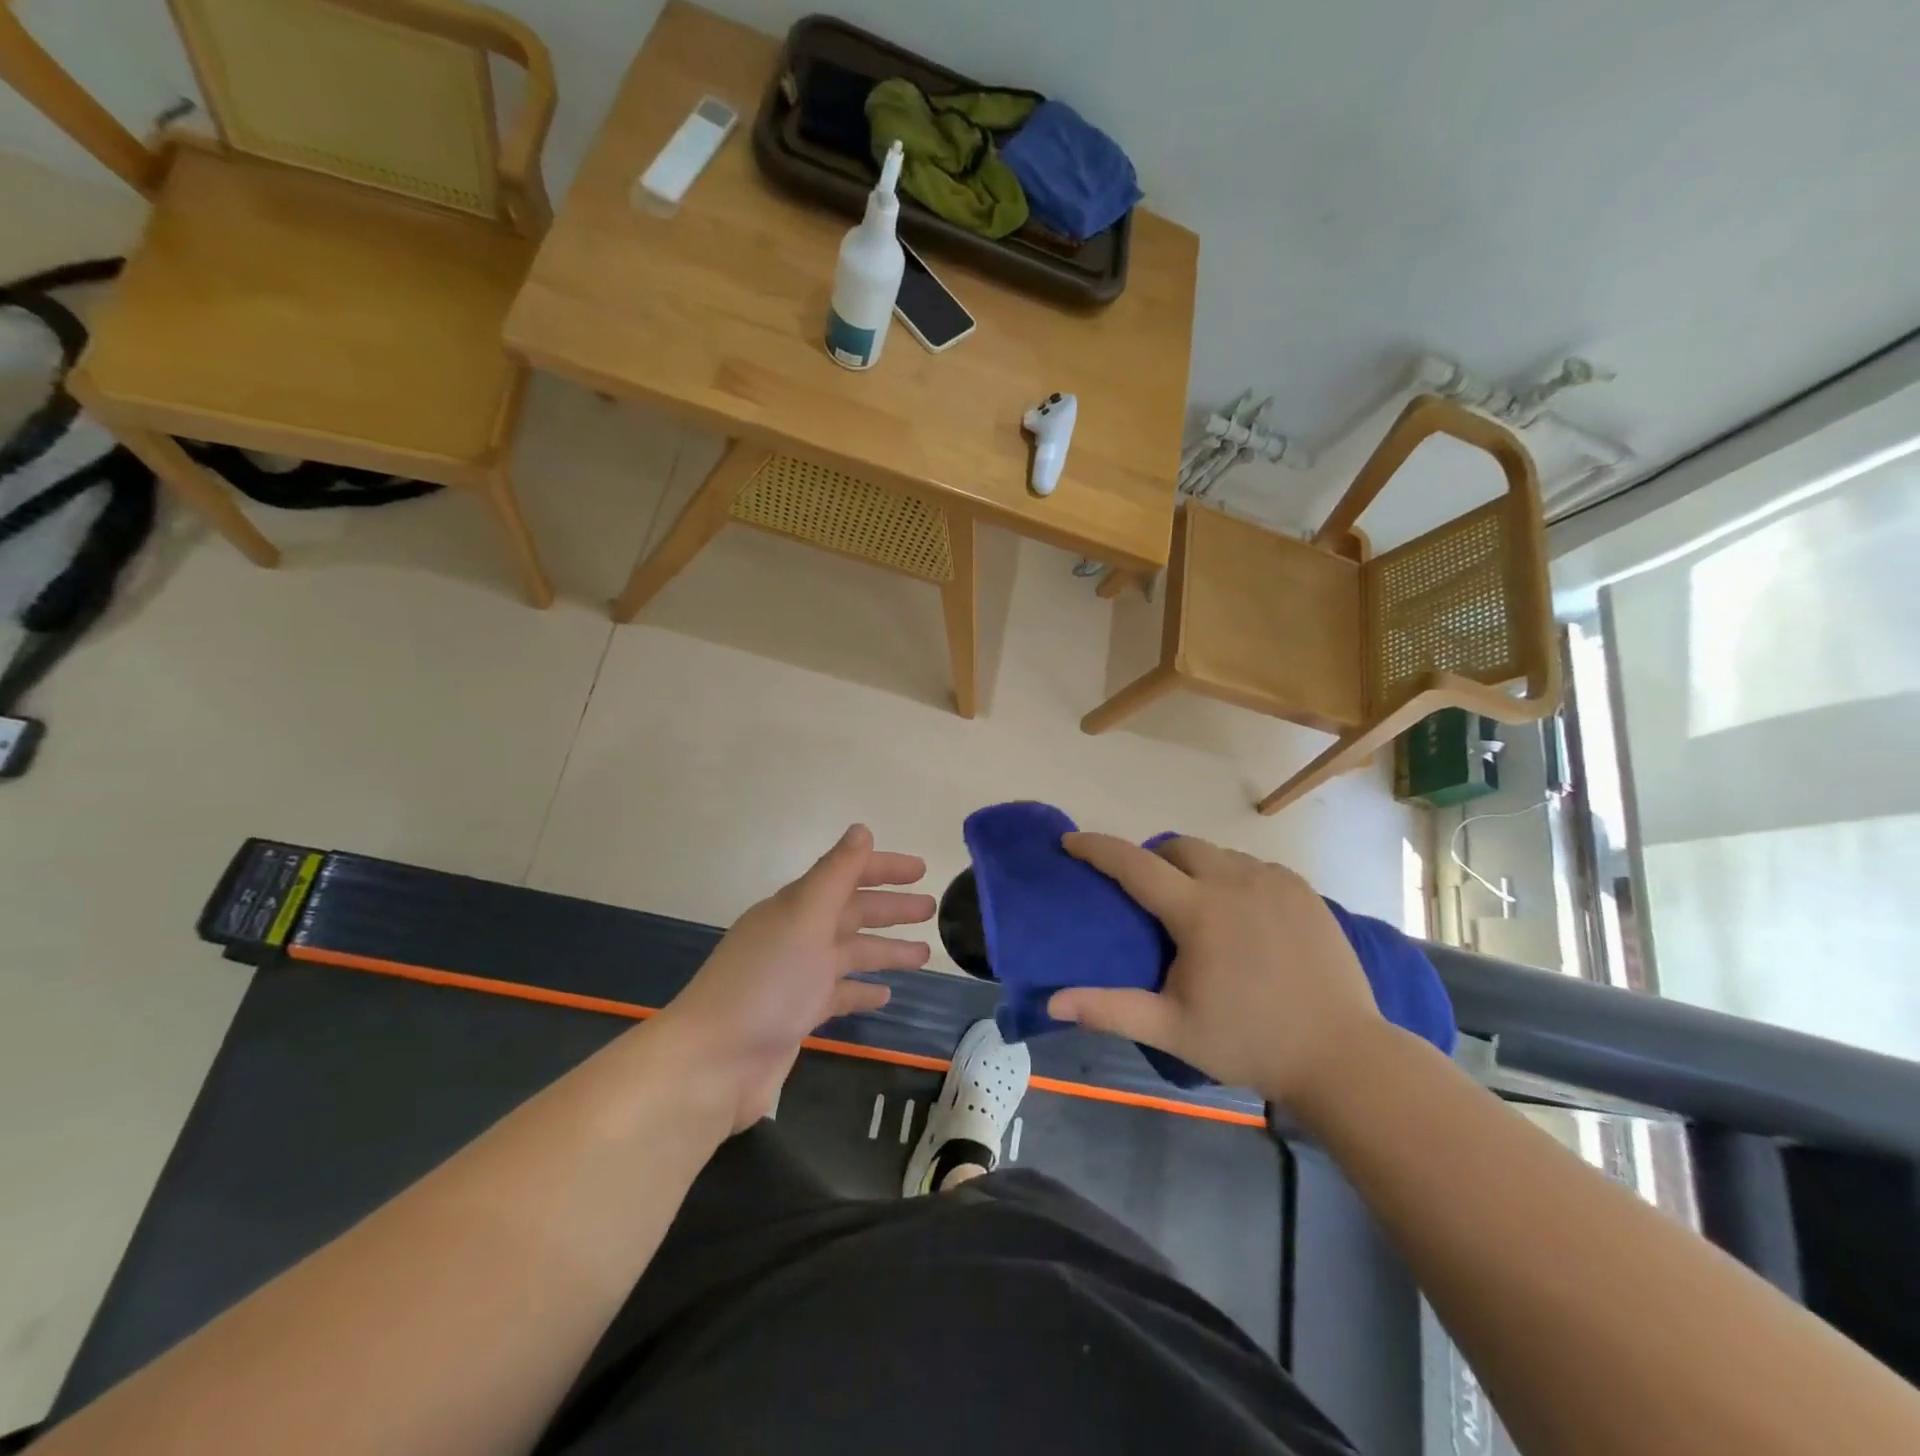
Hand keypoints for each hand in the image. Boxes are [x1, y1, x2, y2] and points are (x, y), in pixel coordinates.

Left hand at [657, 824, 933, 1131]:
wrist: (714, 1062)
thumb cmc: (766, 982)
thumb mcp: (805, 918)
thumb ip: (836, 874)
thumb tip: (861, 829)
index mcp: (797, 907)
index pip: (846, 875)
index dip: (883, 868)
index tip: (922, 869)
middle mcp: (796, 936)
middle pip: (852, 914)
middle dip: (891, 909)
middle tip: (932, 909)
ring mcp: (796, 977)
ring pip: (850, 954)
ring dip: (886, 950)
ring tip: (925, 955)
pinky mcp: (797, 1015)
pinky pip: (838, 994)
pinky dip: (862, 991)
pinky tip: (886, 995)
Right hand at [1047, 833, 1383, 1111]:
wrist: (1344, 1056)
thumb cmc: (1250, 1042)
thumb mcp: (1172, 1029)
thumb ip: (1110, 1010)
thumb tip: (1052, 1003)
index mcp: (1199, 910)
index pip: (1134, 864)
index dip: (1097, 848)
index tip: (1071, 841)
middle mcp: (1236, 881)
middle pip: (1179, 846)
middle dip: (1153, 858)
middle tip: (1147, 892)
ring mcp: (1275, 882)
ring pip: (1219, 853)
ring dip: (1195, 867)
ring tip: (1195, 904)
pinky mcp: (1304, 892)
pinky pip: (1255, 866)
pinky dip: (1234, 876)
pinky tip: (1240, 911)